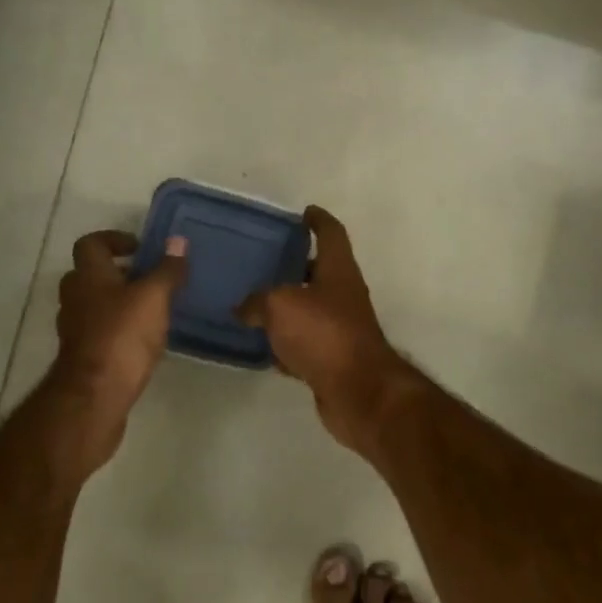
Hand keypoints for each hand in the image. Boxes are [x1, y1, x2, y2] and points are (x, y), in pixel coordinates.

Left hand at [51, 230, 188, 460]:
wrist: (95, 396)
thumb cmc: (122, 336)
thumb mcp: (153, 297)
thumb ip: (167, 269)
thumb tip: (178, 241)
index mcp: (88, 276)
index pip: (91, 243)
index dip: (114, 239)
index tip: (140, 248)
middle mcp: (76, 298)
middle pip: (91, 274)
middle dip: (119, 272)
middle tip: (150, 278)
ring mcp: (76, 329)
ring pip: (95, 304)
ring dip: (119, 301)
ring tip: (153, 309)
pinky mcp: (83, 356)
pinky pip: (100, 331)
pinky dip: (118, 328)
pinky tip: (144, 339)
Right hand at [236, 206, 415, 449]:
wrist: (358, 390)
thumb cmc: (323, 333)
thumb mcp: (280, 305)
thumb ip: (257, 301)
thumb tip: (243, 309)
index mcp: (338, 270)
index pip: (331, 233)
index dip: (318, 220)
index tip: (304, 212)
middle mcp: (343, 294)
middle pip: (320, 271)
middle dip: (295, 264)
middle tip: (264, 260)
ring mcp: (340, 328)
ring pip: (310, 308)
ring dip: (287, 306)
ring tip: (253, 301)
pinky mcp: (333, 358)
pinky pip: (304, 343)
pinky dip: (286, 342)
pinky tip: (262, 346)